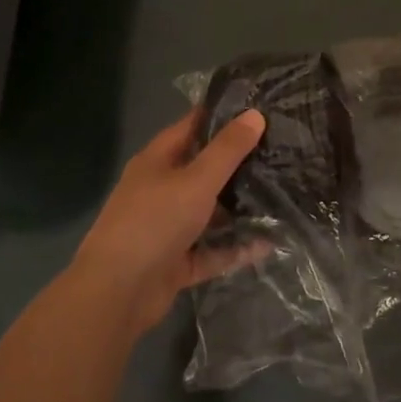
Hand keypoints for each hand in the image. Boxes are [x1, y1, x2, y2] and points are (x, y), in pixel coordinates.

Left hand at [68, 108, 267, 334]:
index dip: (223, 115)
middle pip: (205, 170)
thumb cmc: (154, 222)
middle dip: (240, 165)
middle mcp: (161, 190)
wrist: (117, 293)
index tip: (260, 108)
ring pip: (210, 213)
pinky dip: (236, 248)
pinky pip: (212, 250)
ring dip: (240, 209)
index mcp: (158, 161)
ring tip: (283, 197)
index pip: (193, 127)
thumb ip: (227, 150)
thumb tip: (255, 114)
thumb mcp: (196, 180)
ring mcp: (168, 227)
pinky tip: (269, 244)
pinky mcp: (177, 261)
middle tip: (282, 153)